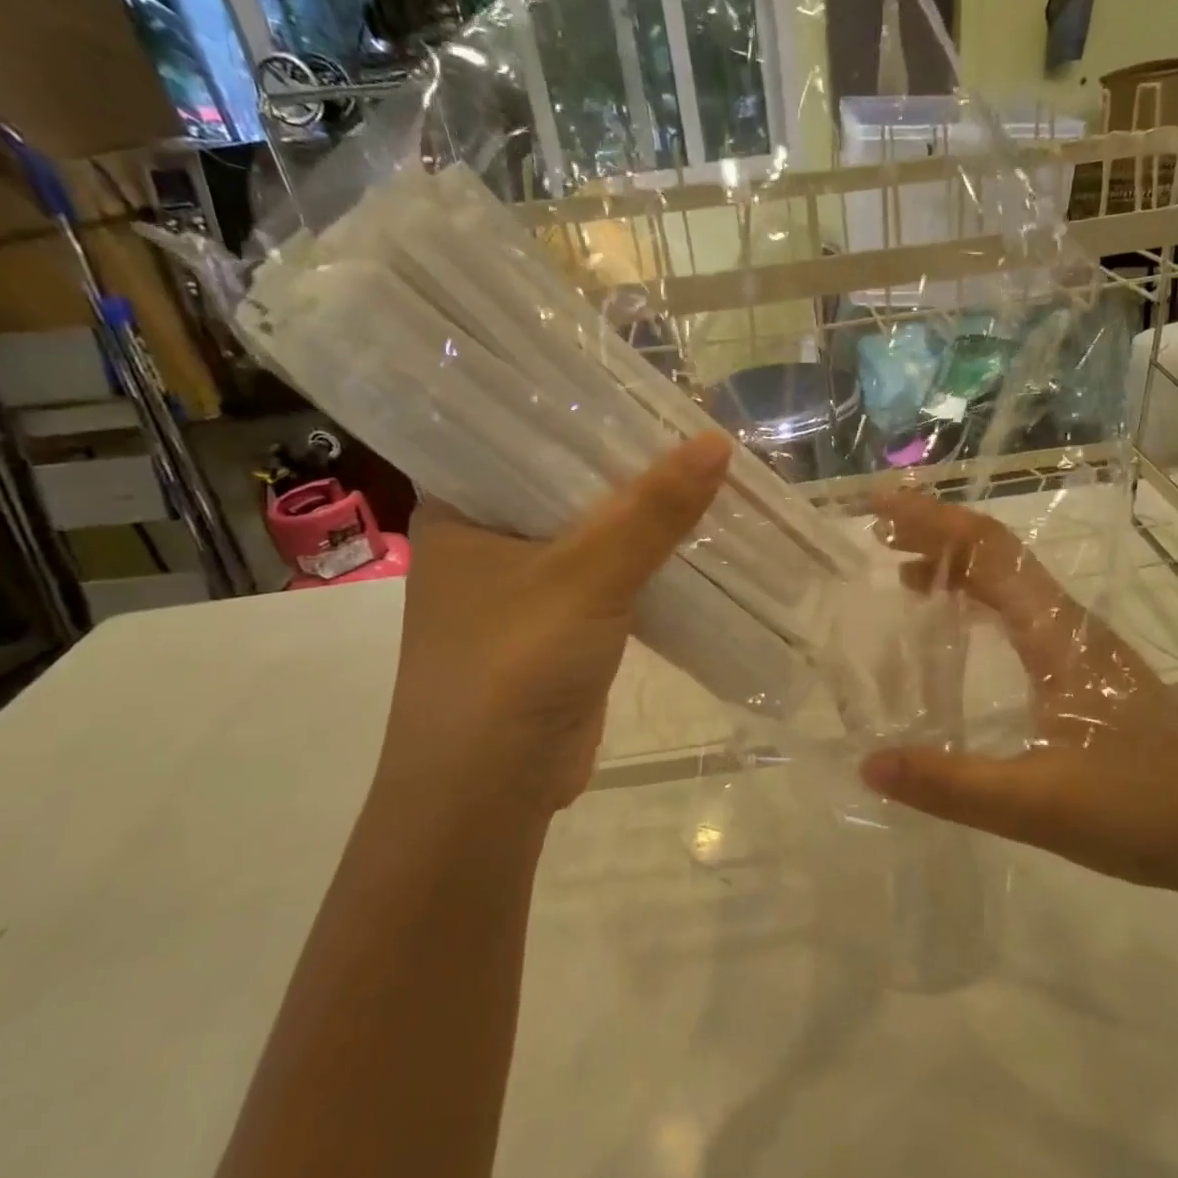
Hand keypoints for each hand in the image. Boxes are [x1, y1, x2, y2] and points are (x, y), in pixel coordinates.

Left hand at [374, 433, 731, 816]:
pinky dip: (643, 561)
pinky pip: (606, 576)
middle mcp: (485, 539)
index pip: (517, 434)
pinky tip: (690, 538)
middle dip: (624, 464)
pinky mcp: (557, 626)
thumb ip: (651, 512)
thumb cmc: (513, 667)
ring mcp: (522, 586)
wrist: (490, 793)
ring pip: (590, 533)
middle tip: (688, 424)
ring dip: (640, 516)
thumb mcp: (587, 577)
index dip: (578, 409)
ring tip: (701, 472)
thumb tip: (716, 443)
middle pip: (563, 483)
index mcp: (460, 509)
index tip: (637, 384)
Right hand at [859, 491, 1177, 895]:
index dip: (932, 521)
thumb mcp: (1039, 805)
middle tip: (877, 536)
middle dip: (936, 534)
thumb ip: (952, 785)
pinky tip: (959, 629)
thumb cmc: (1147, 811)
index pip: (988, 552)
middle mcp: (1070, 626)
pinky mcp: (1087, 674)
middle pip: (997, 555)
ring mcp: (1082, 648)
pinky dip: (979, 601)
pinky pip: (1020, 614)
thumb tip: (868, 763)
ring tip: (902, 572)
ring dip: (957, 565)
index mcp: (1058, 635)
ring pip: (1011, 583)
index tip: (879, 507)